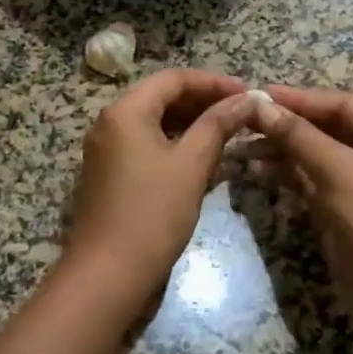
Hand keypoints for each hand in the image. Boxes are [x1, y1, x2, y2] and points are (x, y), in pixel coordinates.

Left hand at [63, 70, 255, 305]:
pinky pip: (144, 142)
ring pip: (153, 121)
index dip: (213, 82)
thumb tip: (245, 99)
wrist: (107, 274)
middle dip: (202, 101)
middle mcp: (109, 121)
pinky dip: (173, 141)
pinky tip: (200, 155)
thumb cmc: (152, 214)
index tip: (247, 94)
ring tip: (227, 131)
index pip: (174, 79)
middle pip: (161, 96)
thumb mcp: (191, 165)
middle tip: (240, 112)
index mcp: (125, 111)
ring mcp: (105, 148)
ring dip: (190, 122)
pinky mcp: (108, 172)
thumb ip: (217, 125)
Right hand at [249, 87, 352, 335]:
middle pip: (326, 127)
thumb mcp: (338, 171)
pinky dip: (287, 173)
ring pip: (315, 153)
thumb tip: (259, 103)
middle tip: (245, 119)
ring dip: (282, 149)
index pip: (340, 104)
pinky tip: (257, 168)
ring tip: (243, 145)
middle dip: (287, 124)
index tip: (258, 94)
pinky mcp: (344, 207)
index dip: (299, 98)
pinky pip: (311, 179)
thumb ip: (298, 135)